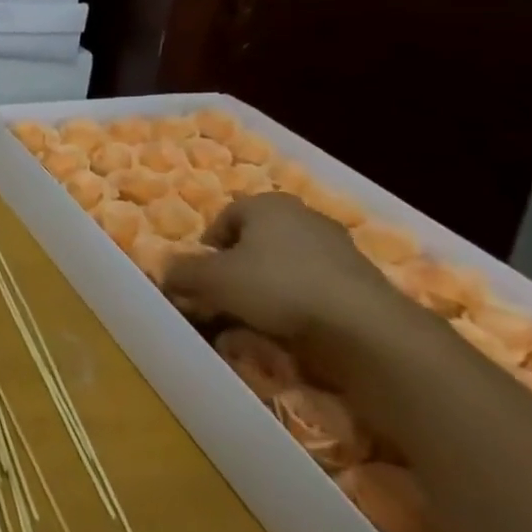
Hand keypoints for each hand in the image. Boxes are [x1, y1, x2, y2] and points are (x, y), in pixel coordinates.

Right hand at [163, 192, 400, 347]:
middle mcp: (302, 215)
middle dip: (241, 267)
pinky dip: (303, 302)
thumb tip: (166, 273)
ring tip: (262, 318)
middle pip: (257, 240)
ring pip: (288, 264)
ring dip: (272, 286)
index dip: (208, 249)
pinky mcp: (364, 279)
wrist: (366, 328)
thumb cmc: (277, 287)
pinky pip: (317, 286)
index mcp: (265, 203)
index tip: (205, 278)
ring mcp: (339, 247)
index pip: (224, 218)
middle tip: (230, 297)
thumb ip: (183, 273)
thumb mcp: (212, 280)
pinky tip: (297, 327)